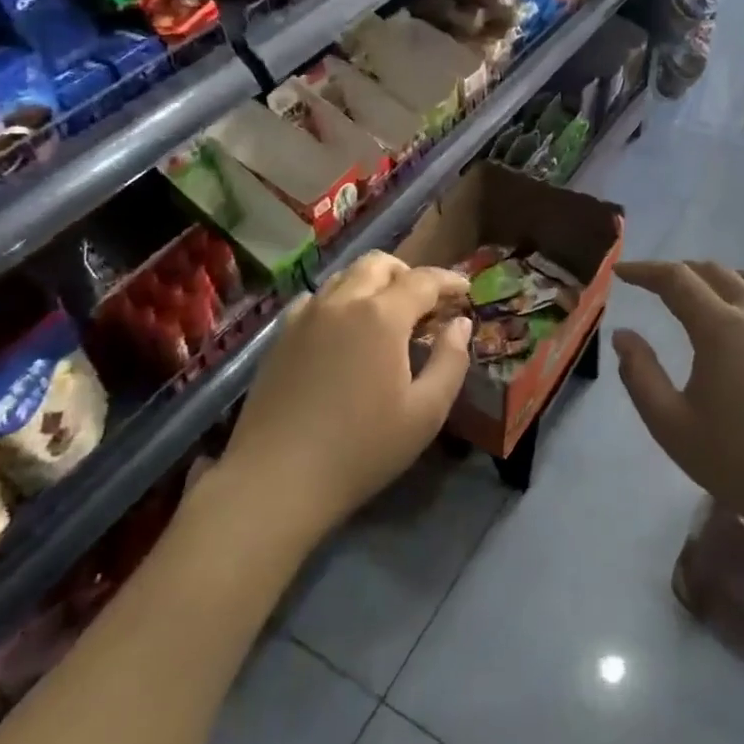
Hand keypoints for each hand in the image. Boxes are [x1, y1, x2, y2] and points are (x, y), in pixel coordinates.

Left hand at [226, 251, 471, 525]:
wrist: (277, 479)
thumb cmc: (362, 448)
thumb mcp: (426, 412)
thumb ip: (451, 360)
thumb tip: (460, 324)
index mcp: (381, 316)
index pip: (423, 280)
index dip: (449, 280)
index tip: (466, 290)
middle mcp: (341, 302)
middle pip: (379, 264)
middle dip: (409, 274)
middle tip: (426, 304)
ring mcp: (304, 316)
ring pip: (344, 277)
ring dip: (373, 284)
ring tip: (388, 316)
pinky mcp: (280, 336)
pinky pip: (316, 299)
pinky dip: (340, 301)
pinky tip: (344, 331)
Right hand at [613, 260, 743, 546]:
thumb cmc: (732, 459)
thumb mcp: (668, 422)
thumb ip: (639, 373)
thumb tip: (623, 335)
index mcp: (721, 330)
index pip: (676, 280)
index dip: (645, 271)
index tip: (619, 273)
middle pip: (713, 271)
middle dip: (676, 270)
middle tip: (649, 284)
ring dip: (711, 277)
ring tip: (690, 293)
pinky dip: (742, 293)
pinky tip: (734, 318)